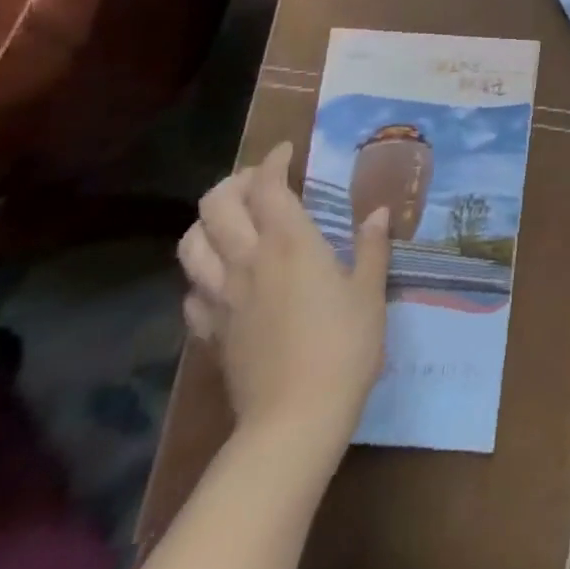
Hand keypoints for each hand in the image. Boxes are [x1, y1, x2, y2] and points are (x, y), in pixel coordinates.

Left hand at [178, 141, 391, 454]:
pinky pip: (191, 290)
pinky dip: (202, 273)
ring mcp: (221, 297)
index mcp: (289, 243)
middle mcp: (246, 260)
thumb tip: (378, 212)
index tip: (288, 151)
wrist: (295, 417)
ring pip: (190, 244)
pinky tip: (223, 279)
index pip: (268, 186)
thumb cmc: (344, 345)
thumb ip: (372, 247)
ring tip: (232, 220)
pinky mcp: (209, 331)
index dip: (274, 161)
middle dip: (234, 182)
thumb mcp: (370, 292)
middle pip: (216, 205)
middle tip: (259, 181)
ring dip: (207, 222)